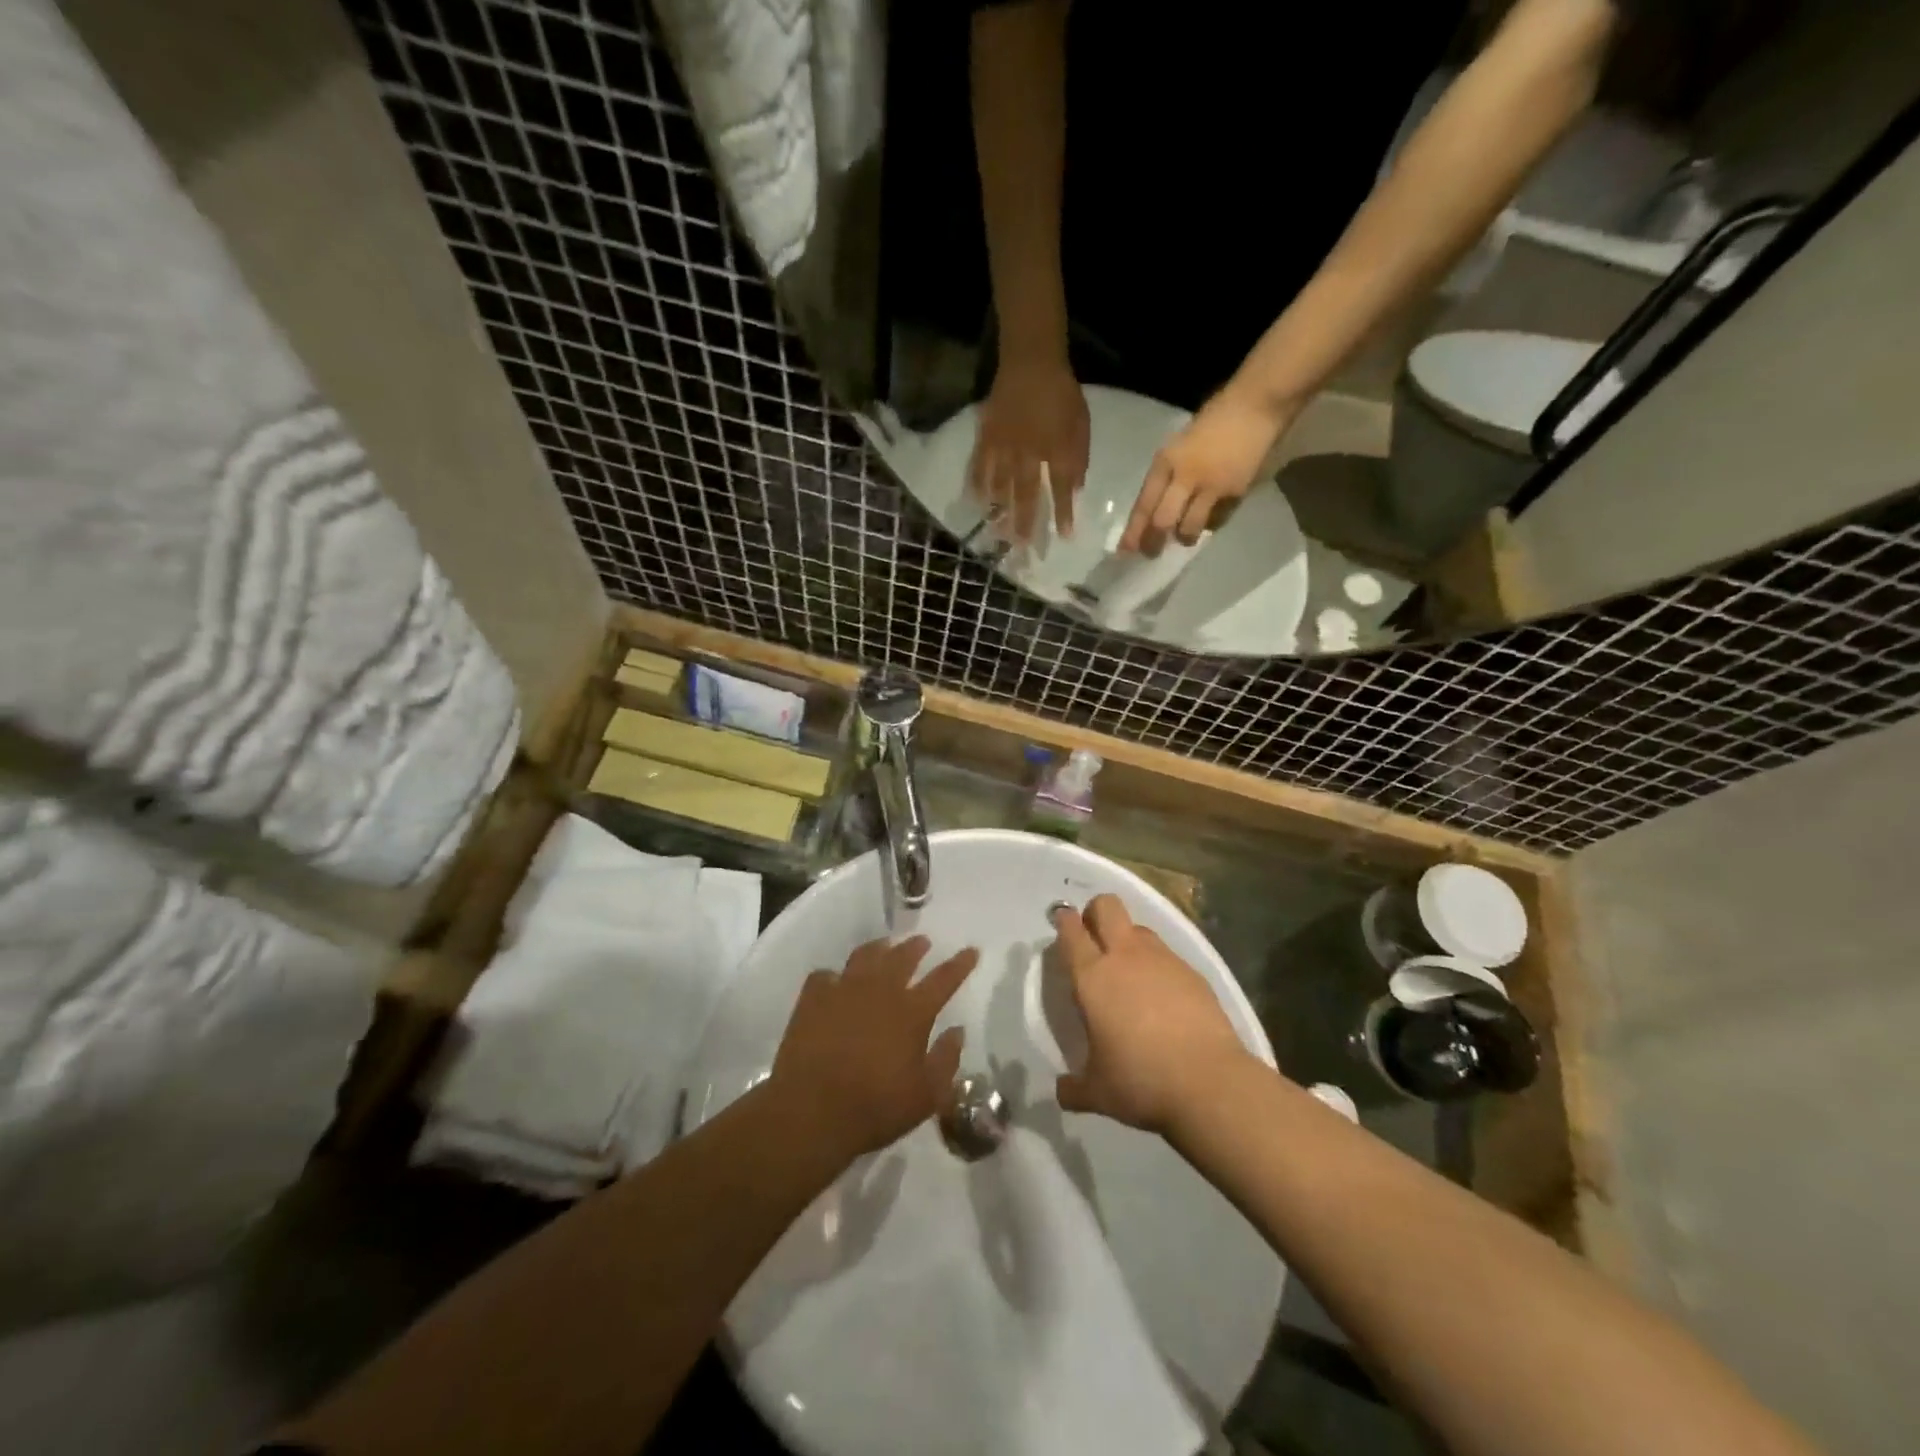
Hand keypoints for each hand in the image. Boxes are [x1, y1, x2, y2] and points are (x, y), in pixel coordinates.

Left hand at [771, 936, 978, 1160]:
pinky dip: (834, 976)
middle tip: (922, 942)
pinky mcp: (813, 999)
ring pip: (865, 956)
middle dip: (916, 947)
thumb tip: (957, 1031)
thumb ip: (946, 1060)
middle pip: (902, 957)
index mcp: (912, 1012)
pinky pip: (825, 976)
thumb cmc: (875, 1107)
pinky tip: (834, 981)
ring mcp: (843, 990)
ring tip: (884, 947)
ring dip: (879, 948)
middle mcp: (880, 990)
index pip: (944, 979)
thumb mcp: (926, 1096)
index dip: (960, 964)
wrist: (810, 1111)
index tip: (971, 950)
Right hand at [968, 357, 1089, 543]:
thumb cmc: (1061, 393)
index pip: (1062, 489)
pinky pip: (979, 466)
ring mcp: (1005, 447)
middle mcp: (1030, 455)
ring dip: (1001, 512)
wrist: (1031, 362)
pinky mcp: (987, 438)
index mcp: (1056, 450)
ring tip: (998, 534)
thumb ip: (1079, 457)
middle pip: (1027, 495)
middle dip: (1026, 523)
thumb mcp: (1081, 423)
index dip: (1063, 514)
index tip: (1065, 537)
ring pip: (1002, 485)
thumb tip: (1076, 489)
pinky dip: (977, 485)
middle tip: (1022, 549)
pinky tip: (976, 502)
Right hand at [1052, 895, 1256, 1134]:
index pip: (1072, 932)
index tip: (1062, 921)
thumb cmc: (1141, 1081)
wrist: (1210, 1083)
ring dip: (1128, 939)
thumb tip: (1061, 1091)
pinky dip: (1158, 965)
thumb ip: (1074, 1088)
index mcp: (1093, 978)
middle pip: (1107, 906)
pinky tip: (1163, 996)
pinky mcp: (1193, 972)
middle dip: (1096, 911)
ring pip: (1139, 927)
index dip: (1064, 921)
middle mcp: (1125, 957)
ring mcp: (1163, 960)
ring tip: (1129, 970)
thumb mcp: (1098, 1092)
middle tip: (1093, 936)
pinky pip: (1167, 955)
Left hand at [1119, 384, 1297, 555]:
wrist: (1258, 405)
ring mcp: (1211, 486)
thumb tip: (1156, 508)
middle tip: (1151, 553)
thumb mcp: (1180, 444)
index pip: (1144, 504)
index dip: (1133, 531)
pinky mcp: (1235, 493)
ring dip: (1184, 537)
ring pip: (1190, 527)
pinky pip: (1217, 520)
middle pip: (1162, 522)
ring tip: (1183, 538)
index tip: (1124, 551)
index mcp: (1167, 460)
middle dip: (1153, 543)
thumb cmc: (1215, 420)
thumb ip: (1168, 475)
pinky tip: (1210, 519)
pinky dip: (1210, 524)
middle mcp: (1185, 476)